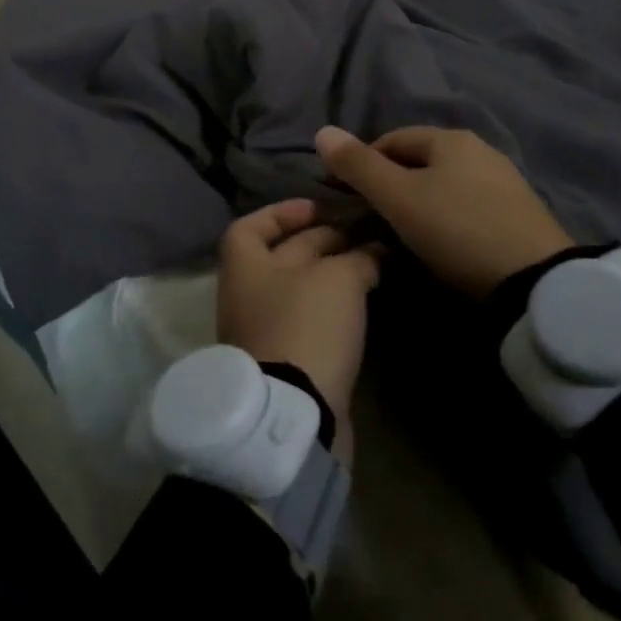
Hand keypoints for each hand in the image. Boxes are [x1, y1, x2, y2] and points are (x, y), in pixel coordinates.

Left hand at [218, 199, 380, 457]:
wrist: (295, 412)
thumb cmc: (305, 325)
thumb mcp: (338, 279)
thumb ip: (358, 257)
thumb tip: (375, 251)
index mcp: (245, 265)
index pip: (252, 225)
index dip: (283, 212)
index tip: (320, 208)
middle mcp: (249, 294)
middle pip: (284, 255)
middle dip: (323, 240)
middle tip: (366, 233)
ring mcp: (266, 330)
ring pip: (301, 289)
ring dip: (333, 274)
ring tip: (373, 263)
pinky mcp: (288, 361)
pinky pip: (310, 320)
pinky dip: (334, 306)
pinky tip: (364, 301)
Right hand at [314, 125, 572, 298]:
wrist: (535, 282)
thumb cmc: (457, 230)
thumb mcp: (398, 198)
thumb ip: (358, 166)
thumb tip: (322, 131)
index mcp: (451, 139)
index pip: (391, 139)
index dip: (361, 162)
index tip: (343, 194)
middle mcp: (480, 150)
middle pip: (419, 161)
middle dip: (390, 182)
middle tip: (369, 216)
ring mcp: (504, 182)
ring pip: (443, 184)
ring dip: (417, 201)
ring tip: (400, 232)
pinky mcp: (518, 214)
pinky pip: (466, 205)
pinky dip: (444, 216)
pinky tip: (440, 242)